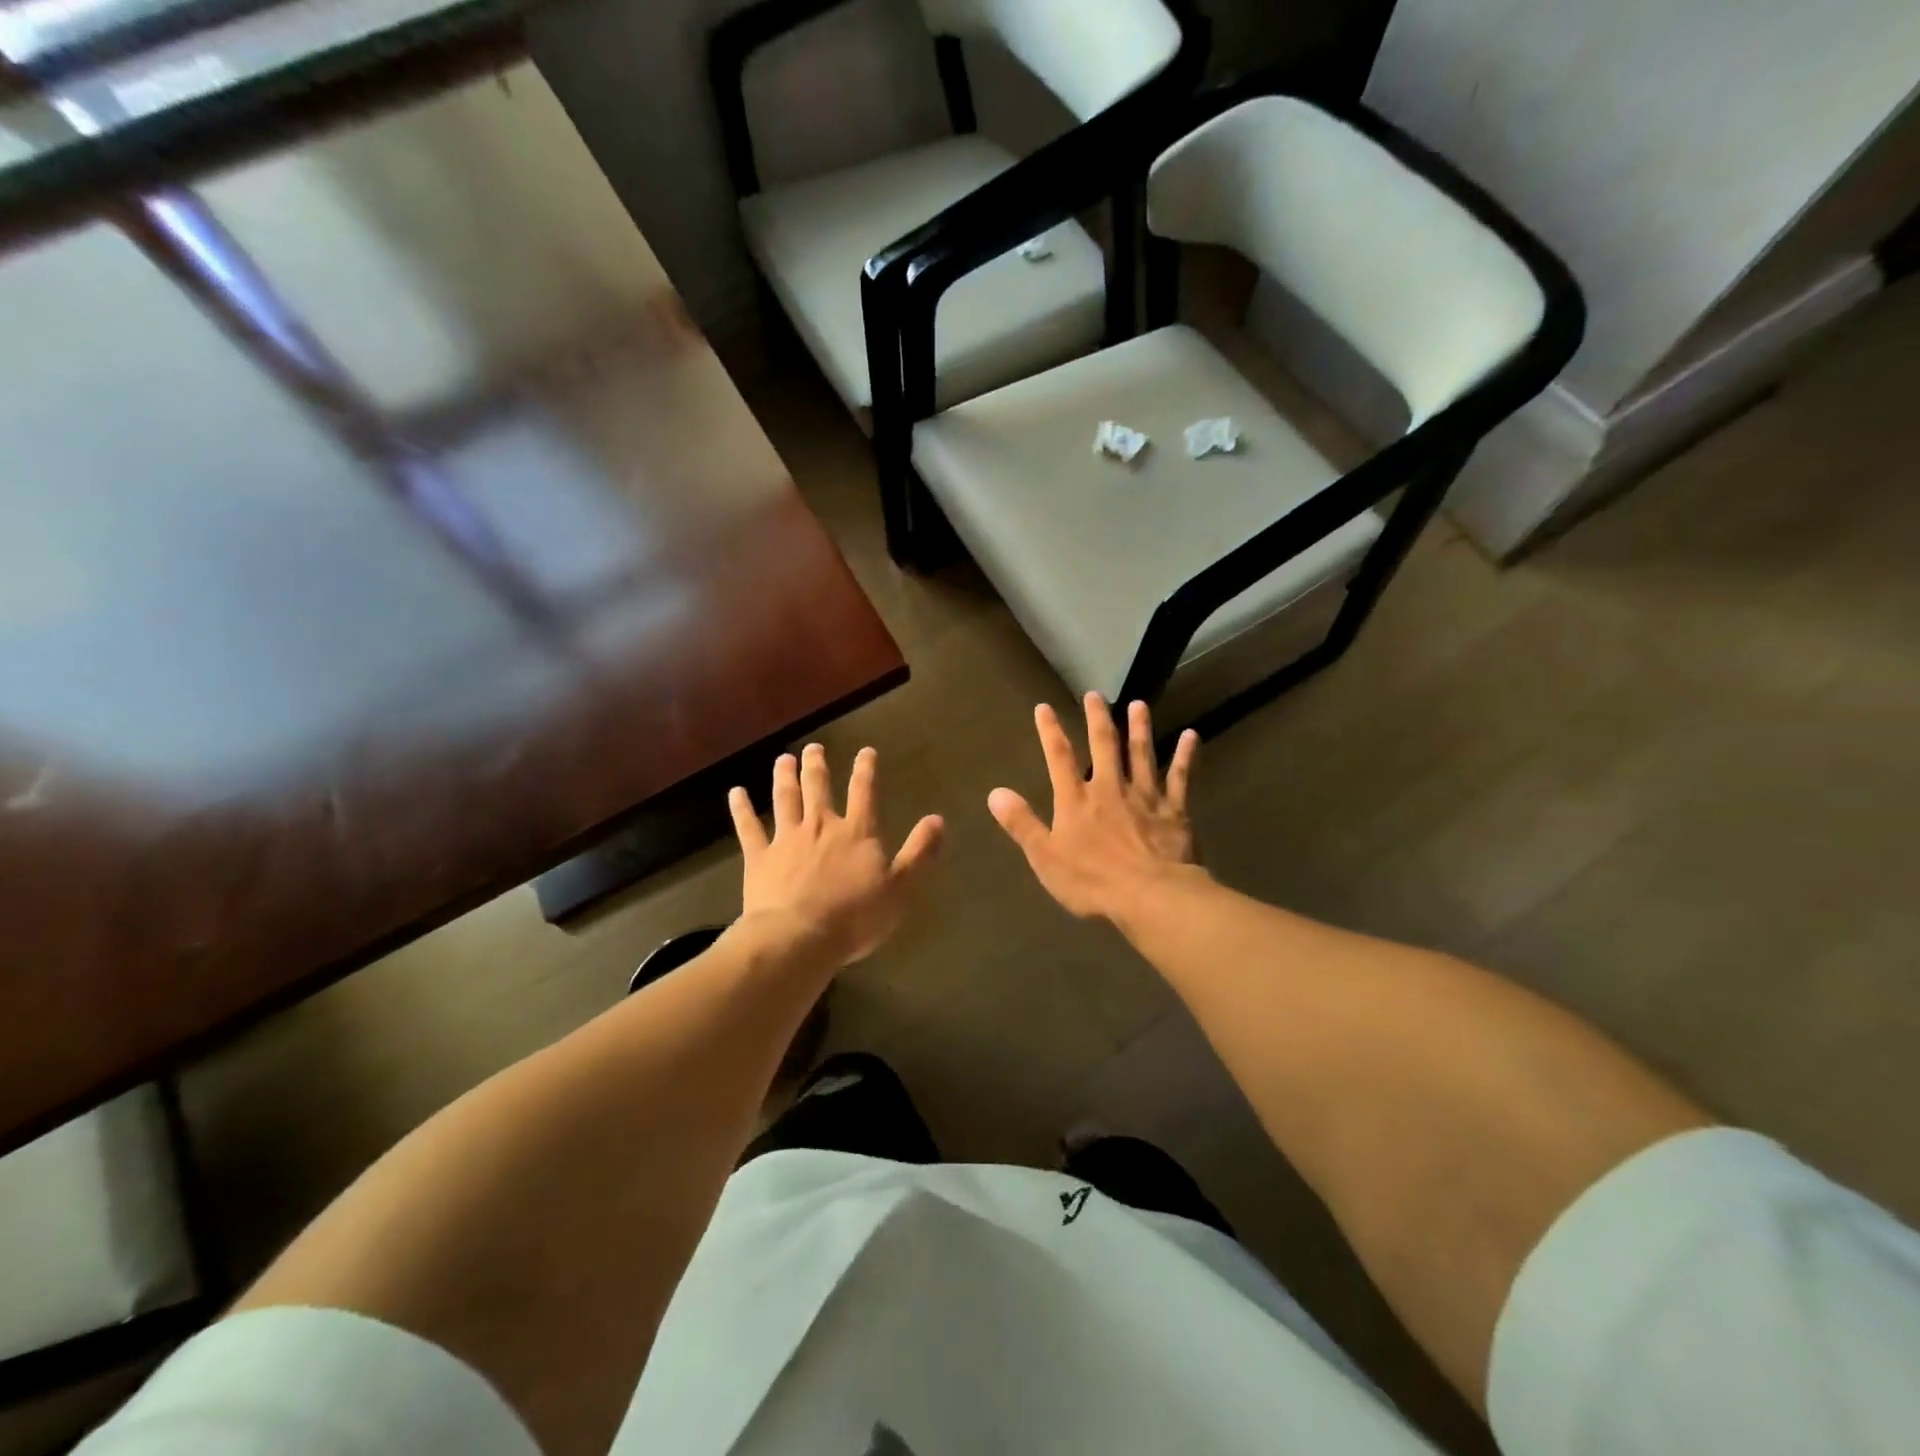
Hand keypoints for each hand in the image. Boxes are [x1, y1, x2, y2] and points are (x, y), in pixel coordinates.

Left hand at [731, 744, 943, 966]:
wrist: (799, 937)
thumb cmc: (855, 917)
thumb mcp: (899, 887)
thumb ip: (919, 852)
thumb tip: (937, 819)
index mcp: (856, 833)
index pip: (863, 792)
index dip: (865, 770)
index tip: (866, 751)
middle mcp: (820, 826)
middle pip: (818, 788)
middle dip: (817, 766)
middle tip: (813, 748)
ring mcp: (786, 839)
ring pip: (785, 799)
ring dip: (784, 777)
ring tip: (783, 758)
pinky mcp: (759, 858)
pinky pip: (748, 827)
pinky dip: (742, 808)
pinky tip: (736, 793)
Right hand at [988, 694, 1202, 921]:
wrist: (1150, 895)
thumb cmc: (1092, 881)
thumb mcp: (1045, 857)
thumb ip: (1022, 823)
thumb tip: (995, 793)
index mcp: (1076, 800)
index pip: (1059, 757)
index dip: (1050, 731)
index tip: (1044, 707)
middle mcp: (1109, 788)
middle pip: (1103, 745)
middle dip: (1097, 718)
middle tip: (1095, 695)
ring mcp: (1144, 795)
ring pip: (1141, 754)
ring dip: (1139, 728)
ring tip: (1139, 705)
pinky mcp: (1174, 809)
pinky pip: (1181, 777)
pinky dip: (1186, 756)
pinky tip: (1192, 736)